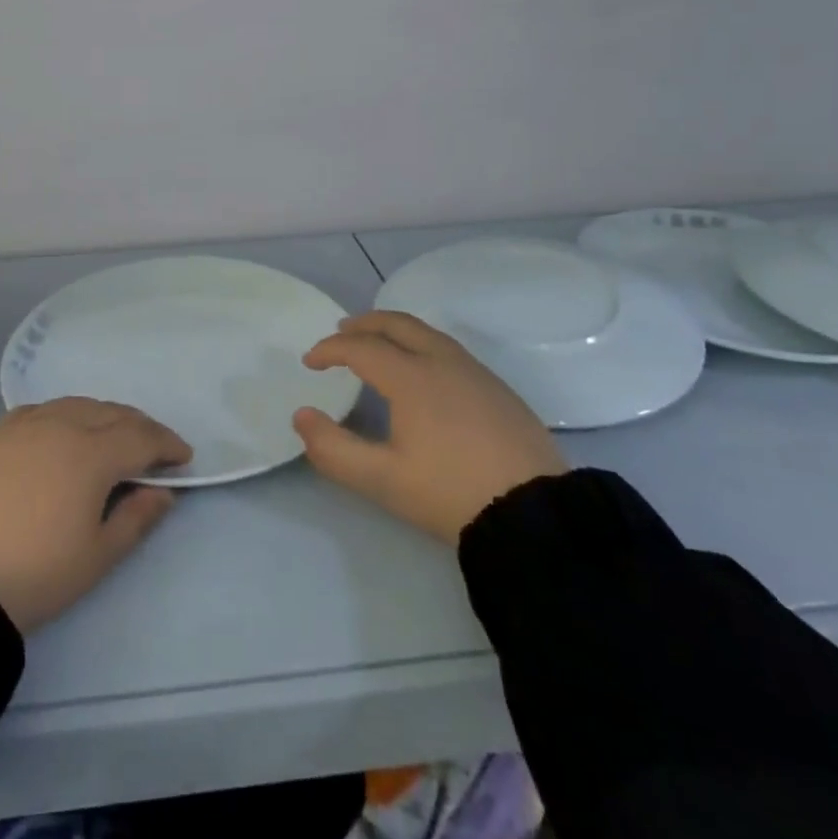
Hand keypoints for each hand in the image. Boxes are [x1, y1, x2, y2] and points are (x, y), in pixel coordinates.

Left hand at [0, 397, 191, 631]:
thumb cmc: (34, 573)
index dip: (168, 444)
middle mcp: (61, 425)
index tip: (184, 458)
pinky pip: (42, 410)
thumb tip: (163, 492)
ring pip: (77, 405)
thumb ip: (136, 518)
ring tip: (113, 436)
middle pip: (112, 413)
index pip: (141, 437)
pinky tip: (63, 432)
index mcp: (92, 453)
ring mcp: (24, 424)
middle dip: (140, 427)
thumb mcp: (96, 556)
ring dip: (104, 416)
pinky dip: (66, 415)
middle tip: (155, 447)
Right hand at [293, 311, 567, 543]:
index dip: (330, 349)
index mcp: (411, 377)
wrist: (535, 514)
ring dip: (395, 331)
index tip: (310, 362)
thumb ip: (333, 449)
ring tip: (379, 345)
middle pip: (397, 324)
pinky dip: (422, 345)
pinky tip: (423, 372)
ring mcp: (476, 372)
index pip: (361, 347)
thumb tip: (302, 416)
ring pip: (427, 333)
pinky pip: (449, 349)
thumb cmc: (450, 493)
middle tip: (341, 332)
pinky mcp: (498, 389)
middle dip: (364, 324)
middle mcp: (442, 361)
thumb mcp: (382, 480)